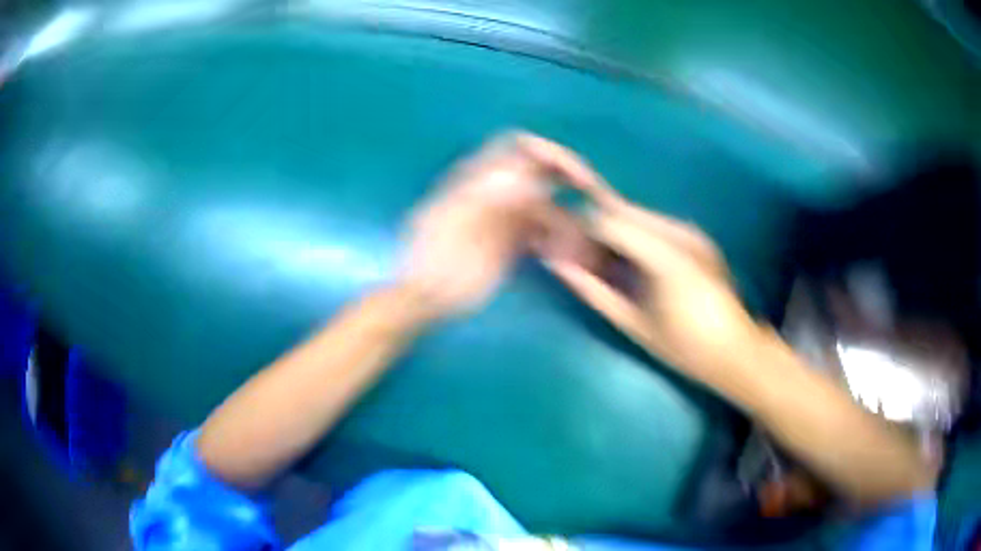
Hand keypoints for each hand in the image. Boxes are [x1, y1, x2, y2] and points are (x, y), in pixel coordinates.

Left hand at [399, 132, 604, 318]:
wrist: (423, 300)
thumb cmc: (438, 265)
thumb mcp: (463, 230)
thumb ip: (495, 200)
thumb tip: (529, 177)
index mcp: (476, 178)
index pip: (519, 146)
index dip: (552, 154)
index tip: (580, 178)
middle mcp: (492, 190)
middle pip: (537, 172)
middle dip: (566, 180)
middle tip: (594, 200)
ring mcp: (499, 216)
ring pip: (542, 205)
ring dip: (564, 217)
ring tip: (577, 243)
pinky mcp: (505, 242)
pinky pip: (537, 231)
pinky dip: (553, 237)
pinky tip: (562, 253)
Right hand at [536, 164, 765, 379]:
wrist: (736, 351)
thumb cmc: (684, 348)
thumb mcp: (634, 324)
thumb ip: (595, 291)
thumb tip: (559, 266)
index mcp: (664, 258)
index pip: (608, 223)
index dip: (580, 229)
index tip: (561, 246)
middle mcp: (679, 233)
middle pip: (623, 212)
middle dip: (595, 226)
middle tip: (577, 251)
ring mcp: (691, 232)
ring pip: (639, 215)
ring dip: (615, 230)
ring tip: (600, 257)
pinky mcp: (698, 237)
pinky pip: (656, 225)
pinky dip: (636, 236)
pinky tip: (629, 259)